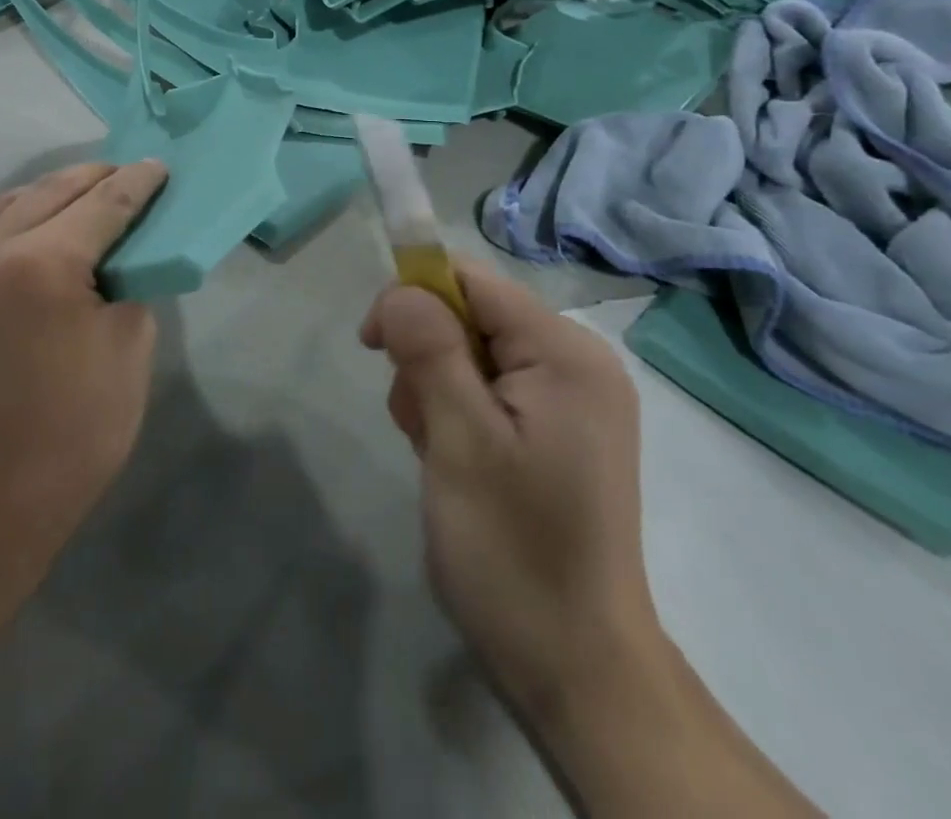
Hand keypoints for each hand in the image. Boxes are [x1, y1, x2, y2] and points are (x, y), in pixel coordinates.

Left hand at [0, 160, 168, 610]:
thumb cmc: (68, 439)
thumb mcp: (129, 354)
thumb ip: (128, 283)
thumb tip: (119, 250)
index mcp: (39, 269)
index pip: (101, 204)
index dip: (135, 183)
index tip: (154, 167)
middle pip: (43, 193)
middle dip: (87, 179)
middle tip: (114, 175)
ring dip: (33, 206)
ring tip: (62, 206)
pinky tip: (4, 253)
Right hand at [361, 259, 661, 715]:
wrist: (575, 669)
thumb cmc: (514, 549)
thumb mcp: (460, 441)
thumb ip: (429, 350)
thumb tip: (399, 288)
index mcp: (566, 353)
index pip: (472, 281)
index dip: (415, 297)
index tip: (374, 344)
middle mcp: (577, 363)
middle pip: (470, 314)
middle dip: (427, 355)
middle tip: (419, 422)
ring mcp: (570, 399)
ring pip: (471, 352)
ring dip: (435, 388)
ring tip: (436, 452)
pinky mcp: (556, 431)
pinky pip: (488, 388)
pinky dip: (455, 412)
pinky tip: (452, 460)